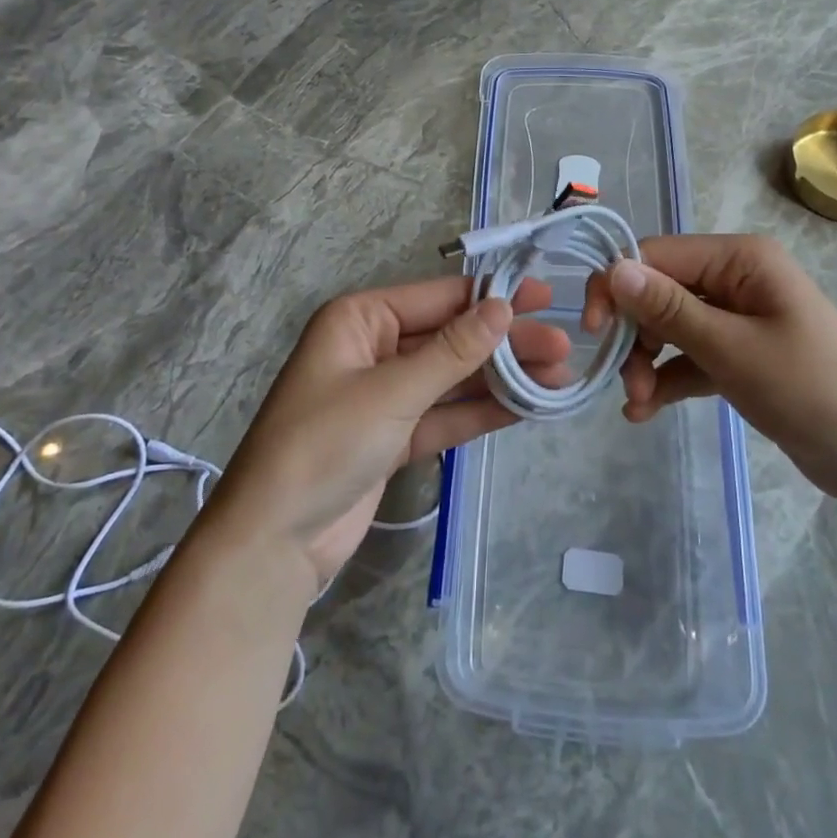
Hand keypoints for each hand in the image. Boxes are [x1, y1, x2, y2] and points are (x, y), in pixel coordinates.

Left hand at [206, 277, 570, 583]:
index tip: (544, 295)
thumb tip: (502, 306)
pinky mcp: (394, 437)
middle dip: (505, 344)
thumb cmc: (324, 445)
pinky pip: (445, 414)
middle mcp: (373, 348)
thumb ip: (453, 351)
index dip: (492, 295)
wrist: (274, 542)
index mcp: (360, 320)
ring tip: (558, 378)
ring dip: (501, 379)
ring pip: (453, 378)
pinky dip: (481, 412)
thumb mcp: (392, 392)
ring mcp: (385, 395)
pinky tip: (526, 407)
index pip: (438, 298)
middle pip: (451, 338)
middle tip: (562, 347)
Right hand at [583, 234, 836, 503]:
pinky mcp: (739, 354)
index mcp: (739, 259)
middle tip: (623, 381)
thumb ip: (668, 309)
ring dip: (645, 361)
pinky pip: (688, 355)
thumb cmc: (811, 391)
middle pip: (658, 292)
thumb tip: (613, 268)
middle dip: (634, 335)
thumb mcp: (732, 350)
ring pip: (668, 326)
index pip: (656, 255)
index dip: (617, 286)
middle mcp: (735, 278)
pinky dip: (666, 378)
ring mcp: (738, 317)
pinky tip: (645, 410)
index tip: (592, 331)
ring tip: (638, 403)